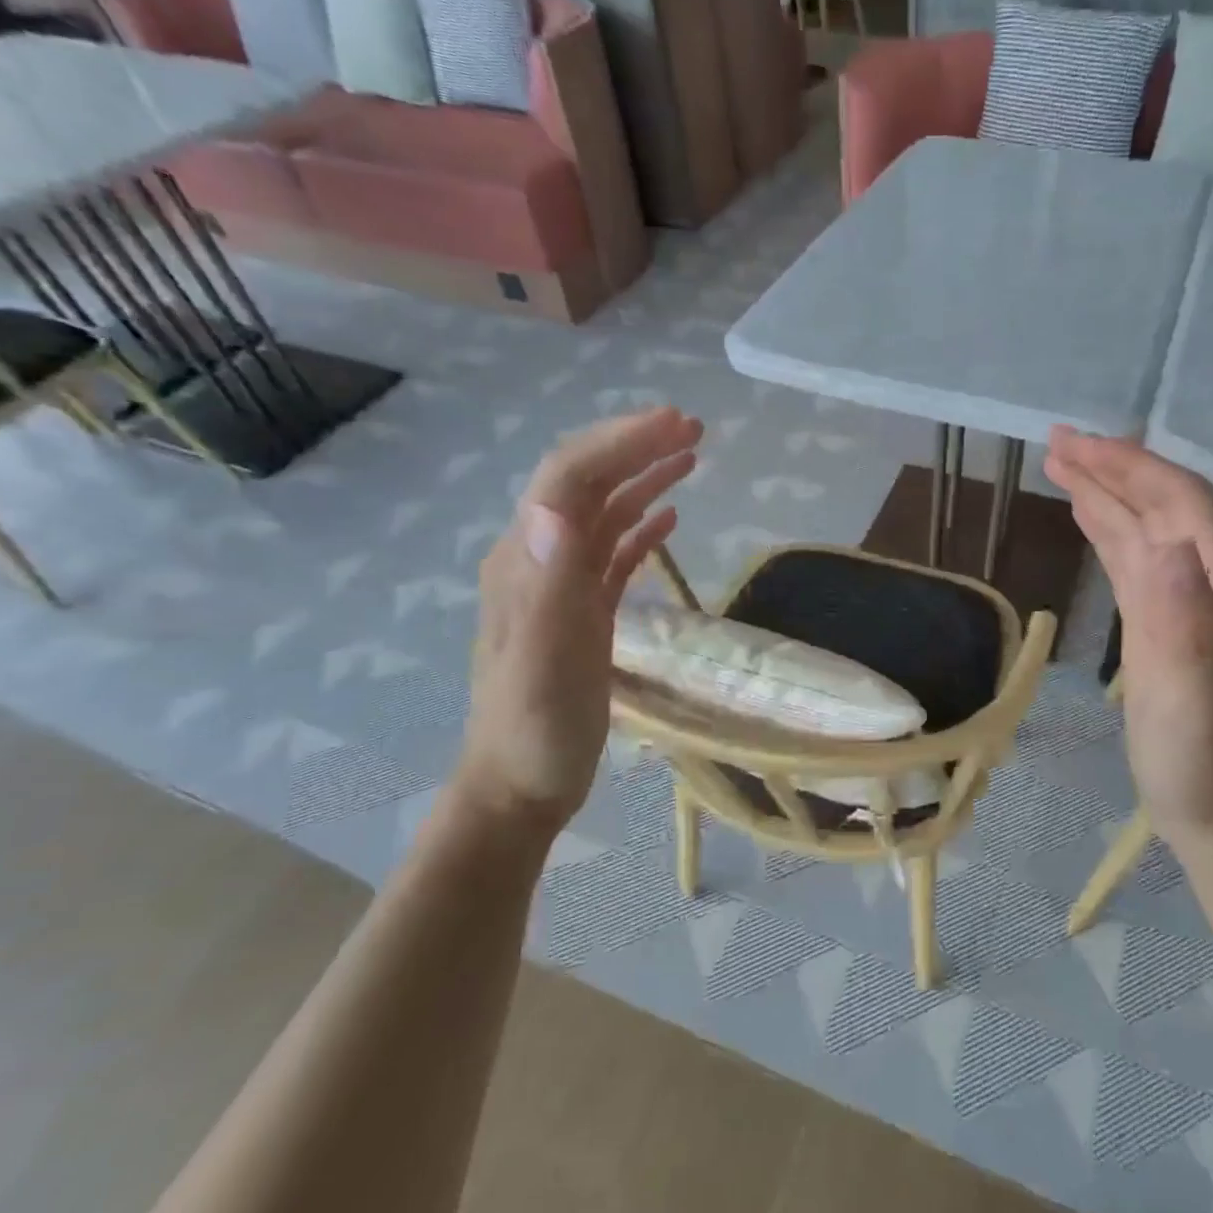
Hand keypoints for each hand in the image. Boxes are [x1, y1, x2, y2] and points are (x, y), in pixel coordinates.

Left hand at [459, 407, 703, 833]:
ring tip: (691, 457)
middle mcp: (540, 560)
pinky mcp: (582, 612)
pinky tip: (670, 519)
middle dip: (635, 447)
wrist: (519, 788)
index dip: (620, 443)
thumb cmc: (535, 730)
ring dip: (643, 479)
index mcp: (527, 561)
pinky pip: (613, 554)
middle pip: (587, 484)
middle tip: (693, 428)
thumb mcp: (544, 661)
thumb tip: (554, 507)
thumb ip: (550, 584)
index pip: (570, 477)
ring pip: (603, 514)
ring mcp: (561, 586)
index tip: (675, 424)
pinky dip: (641, 527)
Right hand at [1044, 428, 1212, 857]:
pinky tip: (1090, 519)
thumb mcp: (1187, 694)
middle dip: (1113, 469)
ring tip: (1061, 466)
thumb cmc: (1200, 760)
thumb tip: (1158, 543)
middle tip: (1056, 443)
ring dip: (1107, 494)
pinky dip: (1110, 531)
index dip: (1131, 467)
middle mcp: (1210, 584)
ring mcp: (1188, 604)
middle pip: (1163, 505)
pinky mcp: (1164, 625)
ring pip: (1146, 529)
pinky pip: (1135, 561)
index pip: (1180, 503)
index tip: (1077, 445)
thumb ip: (1177, 619)